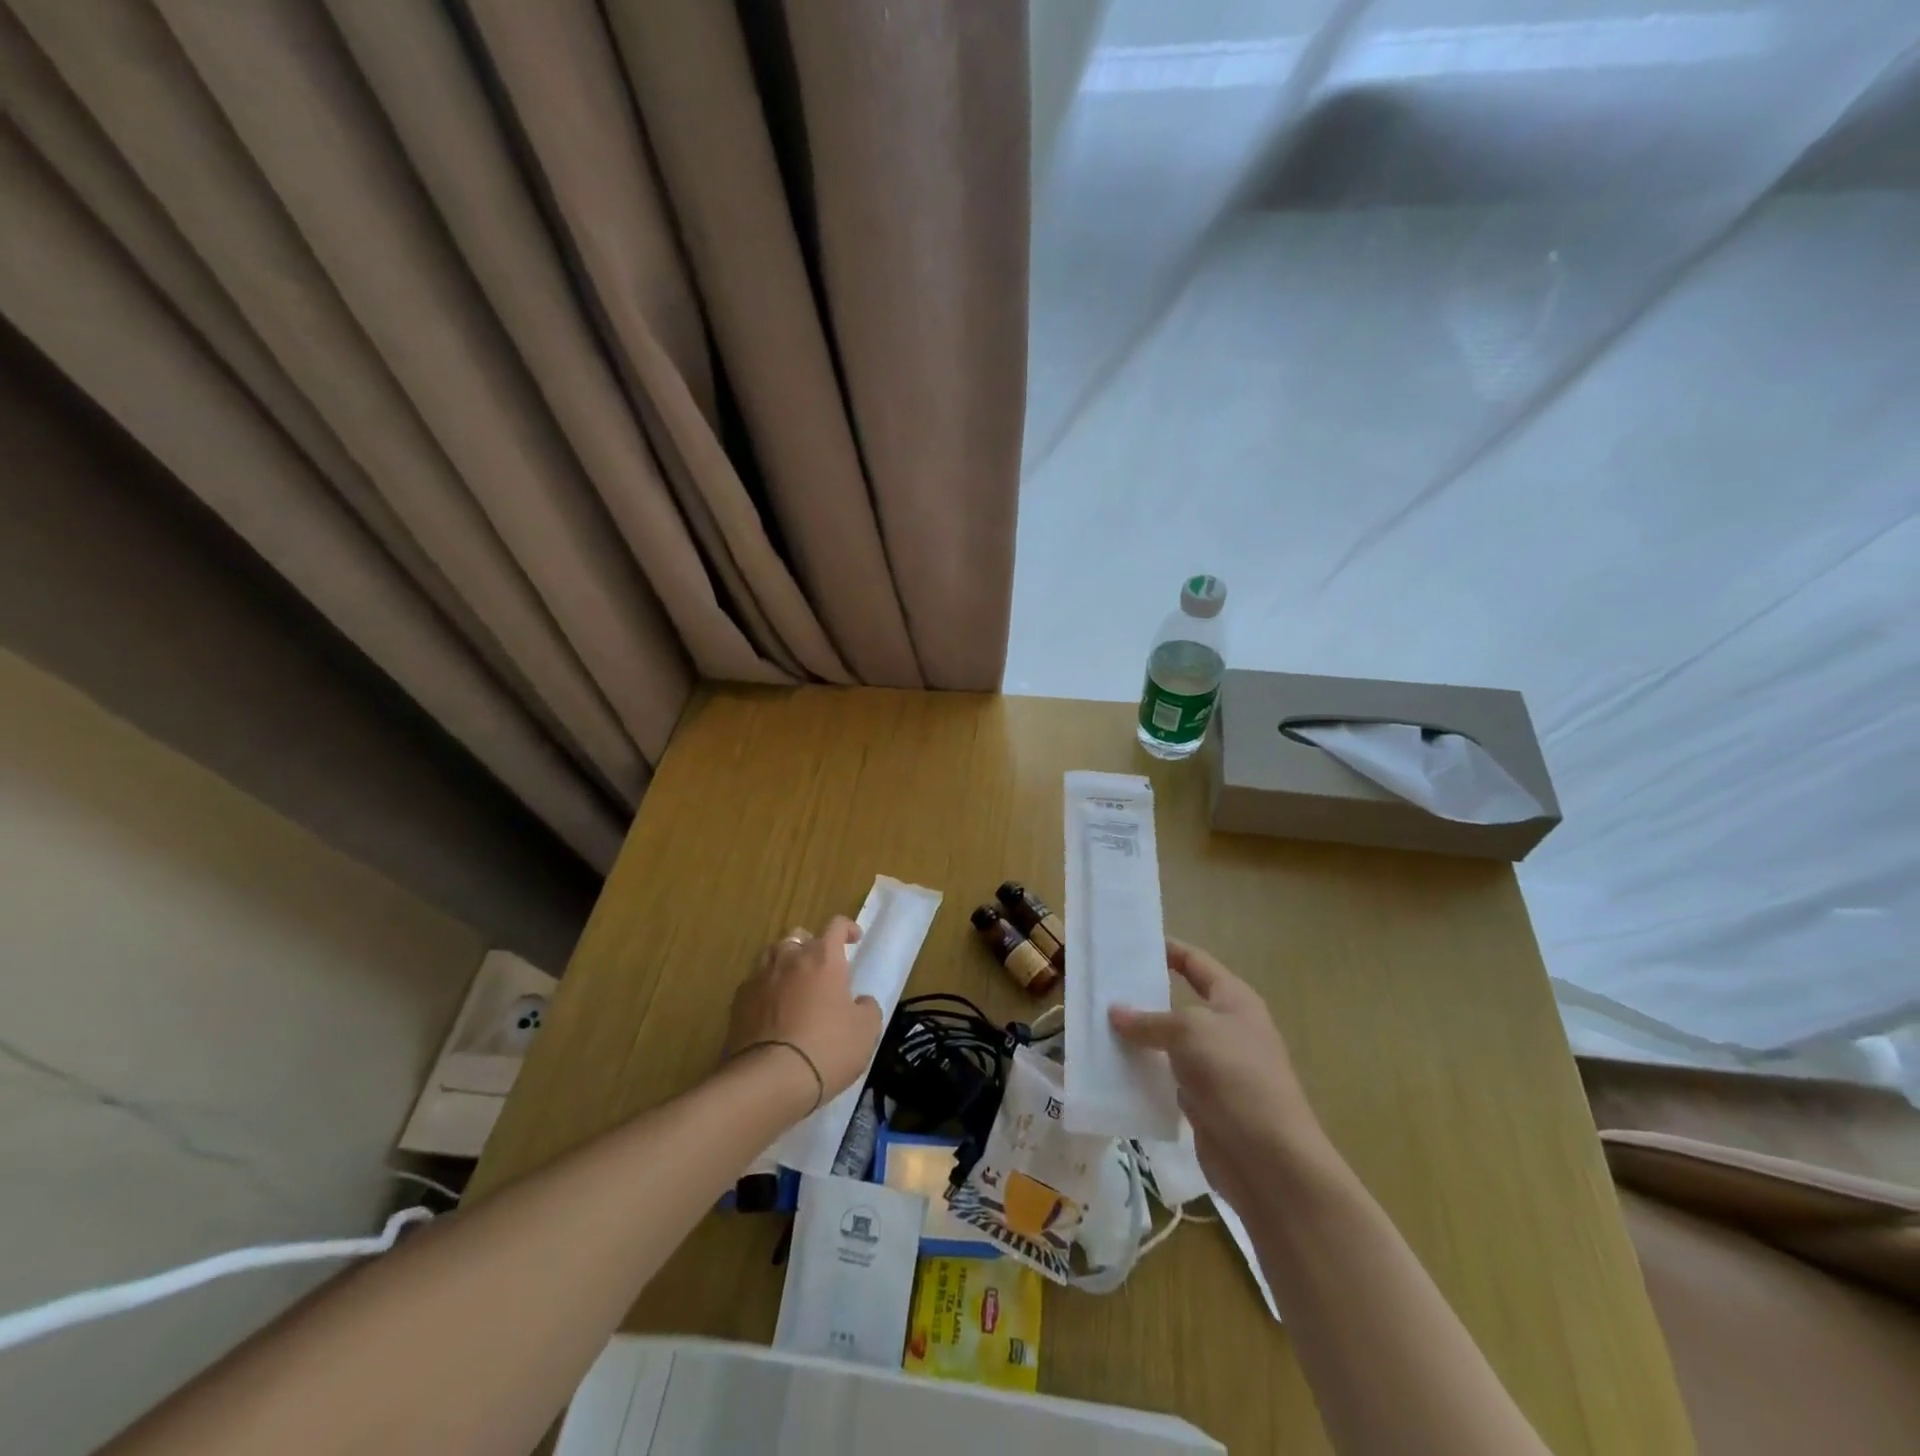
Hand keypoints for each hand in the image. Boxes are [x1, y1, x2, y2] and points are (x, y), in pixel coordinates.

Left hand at [726, 917, 882, 1107]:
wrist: (768, 1080)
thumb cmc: (827, 1048)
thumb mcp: (865, 1032)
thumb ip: (867, 1008)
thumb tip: (860, 1001)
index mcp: (823, 957)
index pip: (835, 926)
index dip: (847, 929)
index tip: (854, 939)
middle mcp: (789, 958)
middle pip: (798, 936)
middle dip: (811, 945)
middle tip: (821, 967)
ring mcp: (759, 978)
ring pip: (772, 956)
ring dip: (784, 964)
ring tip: (793, 985)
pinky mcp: (737, 1003)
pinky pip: (754, 984)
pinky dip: (765, 990)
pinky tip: (771, 1012)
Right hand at [1110, 940, 1326, 1209]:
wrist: (1270, 1160)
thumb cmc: (1234, 1076)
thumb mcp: (1189, 1032)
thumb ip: (1150, 1020)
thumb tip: (1115, 1012)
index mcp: (1234, 1000)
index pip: (1196, 963)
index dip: (1168, 950)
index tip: (1131, 945)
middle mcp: (1228, 1029)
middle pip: (1180, 1003)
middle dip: (1144, 998)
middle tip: (1102, 989)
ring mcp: (1217, 1068)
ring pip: (1170, 1044)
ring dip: (1140, 1039)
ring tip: (1097, 1028)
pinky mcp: (1205, 1103)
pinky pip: (1167, 1079)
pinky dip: (1144, 1074)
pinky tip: (1113, 1071)